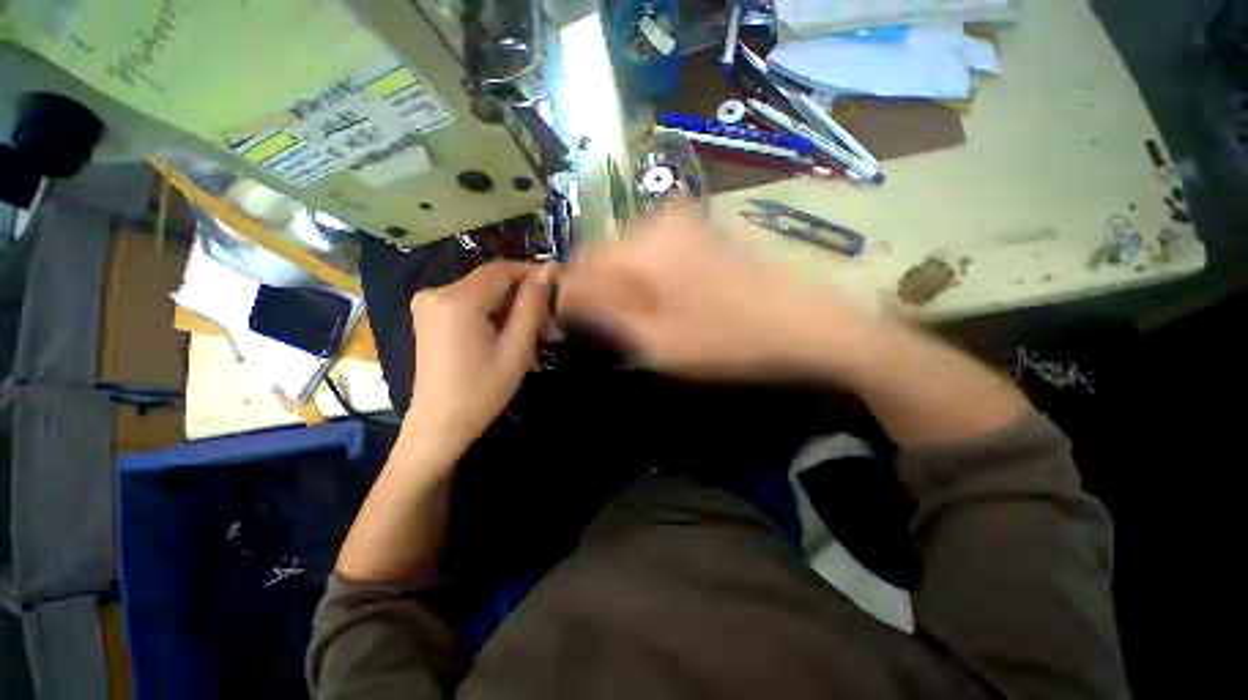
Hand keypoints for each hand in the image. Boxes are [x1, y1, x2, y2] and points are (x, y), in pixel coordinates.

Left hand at [407, 261, 553, 446]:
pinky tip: (515, 339)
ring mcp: (429, 306)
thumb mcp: (517, 347)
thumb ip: (532, 304)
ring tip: (541, 336)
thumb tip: (548, 270)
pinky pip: (471, 308)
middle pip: (493, 284)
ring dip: (514, 313)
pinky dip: (496, 319)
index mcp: (458, 299)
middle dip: (526, 300)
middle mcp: (437, 293)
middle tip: (554, 324)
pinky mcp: (430, 319)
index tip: (560, 285)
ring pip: (485, 297)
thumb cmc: (483, 389)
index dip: (533, 273)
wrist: (439, 425)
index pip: (502, 269)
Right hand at [558, 210, 881, 381]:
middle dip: (598, 292)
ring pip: (628, 254)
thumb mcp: (660, 342)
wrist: (806, 324)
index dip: (571, 297)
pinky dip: (645, 279)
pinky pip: (653, 253)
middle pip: (604, 256)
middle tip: (608, 328)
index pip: (583, 266)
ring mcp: (684, 222)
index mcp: (646, 246)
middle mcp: (660, 221)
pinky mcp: (700, 232)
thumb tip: (571, 302)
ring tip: (636, 320)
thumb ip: (608, 318)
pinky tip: (661, 304)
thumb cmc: (731, 340)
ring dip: (622, 287)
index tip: (570, 325)